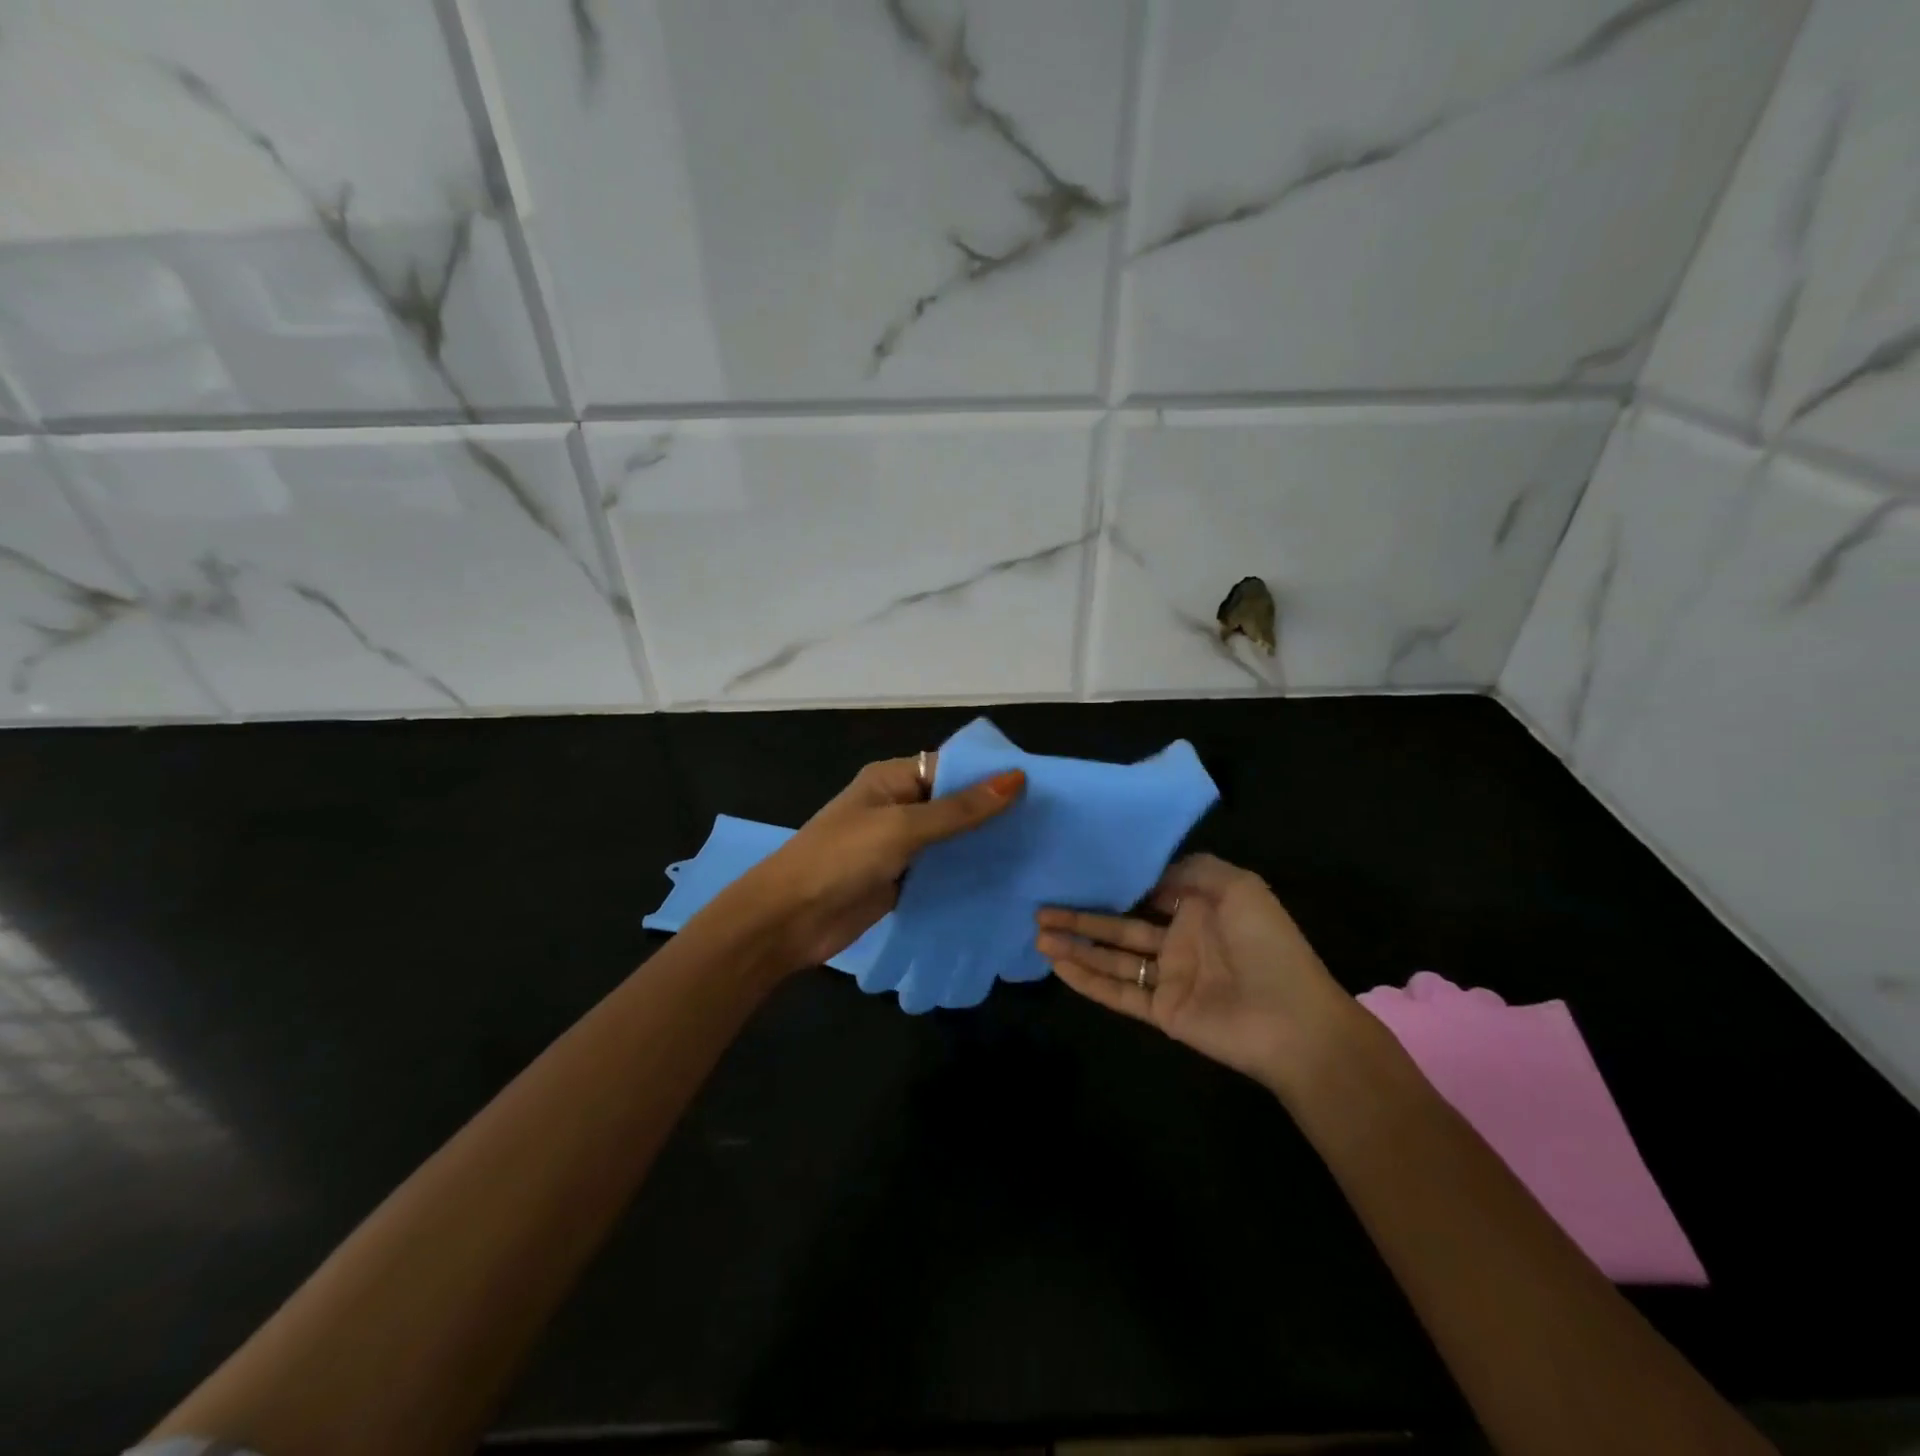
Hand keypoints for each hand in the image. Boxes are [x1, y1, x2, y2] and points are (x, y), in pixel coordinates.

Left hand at [735, 754, 1024, 972]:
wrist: (789, 920)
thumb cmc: (841, 858)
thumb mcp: (903, 827)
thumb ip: (959, 809)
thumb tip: (1016, 778)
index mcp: (893, 779)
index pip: (952, 767)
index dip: (991, 775)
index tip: (1039, 788)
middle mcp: (899, 806)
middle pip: (954, 803)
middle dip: (994, 812)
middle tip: (1048, 824)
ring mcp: (900, 846)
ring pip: (951, 839)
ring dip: (984, 845)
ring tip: (1038, 852)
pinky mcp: (902, 880)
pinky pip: (942, 871)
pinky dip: (967, 874)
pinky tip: (1006, 881)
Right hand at [1036, 853, 1359, 1094]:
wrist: (1294, 1022)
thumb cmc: (1267, 945)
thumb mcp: (1239, 887)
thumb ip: (1192, 869)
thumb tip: (1147, 872)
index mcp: (1198, 908)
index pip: (1145, 891)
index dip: (1112, 882)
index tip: (1076, 870)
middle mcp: (1178, 939)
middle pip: (1118, 925)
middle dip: (1081, 916)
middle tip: (1040, 907)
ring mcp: (1168, 977)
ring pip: (1112, 958)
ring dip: (1076, 946)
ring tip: (1038, 933)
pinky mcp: (1162, 1010)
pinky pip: (1118, 992)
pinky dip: (1087, 980)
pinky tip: (1058, 965)